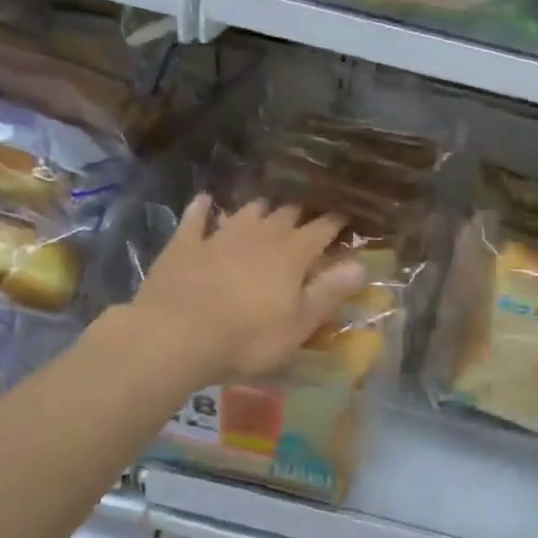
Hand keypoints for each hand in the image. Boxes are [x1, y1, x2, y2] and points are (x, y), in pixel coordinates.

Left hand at [128, 195, 367, 388]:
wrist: (174, 335)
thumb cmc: (247, 337)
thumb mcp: (299, 323)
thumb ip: (330, 292)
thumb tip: (362, 265)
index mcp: (292, 254)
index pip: (322, 229)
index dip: (337, 221)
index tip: (348, 215)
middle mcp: (260, 235)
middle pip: (286, 213)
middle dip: (301, 211)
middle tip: (310, 211)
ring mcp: (220, 236)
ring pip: (247, 210)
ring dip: (261, 207)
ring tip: (269, 205)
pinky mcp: (185, 245)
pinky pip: (196, 218)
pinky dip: (203, 208)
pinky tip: (205, 200)